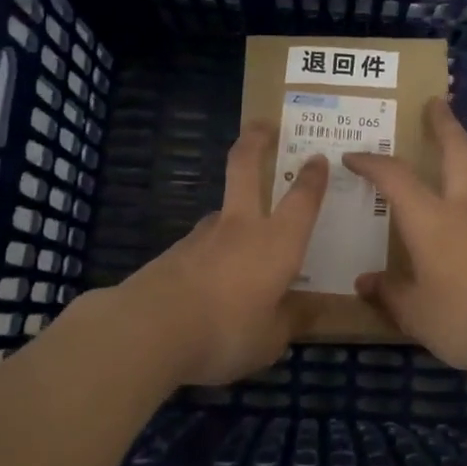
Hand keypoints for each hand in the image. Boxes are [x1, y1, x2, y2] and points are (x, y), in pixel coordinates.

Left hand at [109, 123, 327, 384]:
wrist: (149, 330)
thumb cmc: (226, 331)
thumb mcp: (270, 340)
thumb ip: (289, 321)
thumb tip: (307, 310)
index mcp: (277, 242)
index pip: (302, 199)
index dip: (313, 176)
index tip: (318, 157)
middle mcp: (241, 227)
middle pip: (245, 166)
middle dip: (256, 140)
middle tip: (263, 125)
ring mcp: (202, 236)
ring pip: (222, 212)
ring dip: (234, 218)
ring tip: (242, 258)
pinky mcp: (173, 253)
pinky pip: (202, 247)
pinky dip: (211, 257)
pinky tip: (209, 288)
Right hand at [344, 97, 466, 381]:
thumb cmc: (465, 317)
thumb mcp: (415, 313)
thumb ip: (389, 293)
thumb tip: (366, 282)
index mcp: (431, 219)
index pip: (395, 176)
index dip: (371, 162)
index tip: (352, 156)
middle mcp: (462, 211)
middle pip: (458, 151)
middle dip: (444, 123)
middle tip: (435, 102)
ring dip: (450, 171)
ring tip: (424, 188)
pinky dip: (455, 214)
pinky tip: (444, 244)